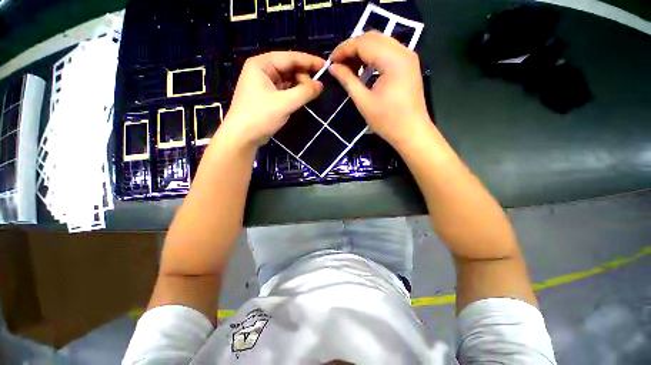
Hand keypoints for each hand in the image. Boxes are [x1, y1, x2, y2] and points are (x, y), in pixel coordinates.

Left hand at [222, 52, 325, 146]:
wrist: (243, 136)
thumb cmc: (260, 116)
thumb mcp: (285, 103)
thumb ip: (304, 92)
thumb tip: (320, 85)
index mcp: (262, 64)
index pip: (290, 57)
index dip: (309, 61)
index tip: (325, 65)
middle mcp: (262, 70)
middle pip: (289, 68)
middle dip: (303, 77)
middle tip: (315, 89)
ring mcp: (264, 84)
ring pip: (288, 80)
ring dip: (300, 86)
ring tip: (309, 95)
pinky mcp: (268, 97)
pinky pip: (285, 90)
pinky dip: (294, 94)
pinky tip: (302, 99)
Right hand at [329, 32, 431, 148]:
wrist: (412, 133)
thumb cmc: (387, 121)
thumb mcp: (364, 102)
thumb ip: (347, 80)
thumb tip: (333, 67)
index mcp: (393, 60)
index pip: (363, 43)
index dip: (344, 49)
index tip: (330, 61)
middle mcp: (403, 51)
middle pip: (372, 38)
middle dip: (352, 48)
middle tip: (339, 64)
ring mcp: (408, 57)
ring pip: (380, 42)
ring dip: (362, 51)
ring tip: (349, 67)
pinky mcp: (409, 65)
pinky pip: (388, 51)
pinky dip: (373, 56)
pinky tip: (364, 69)